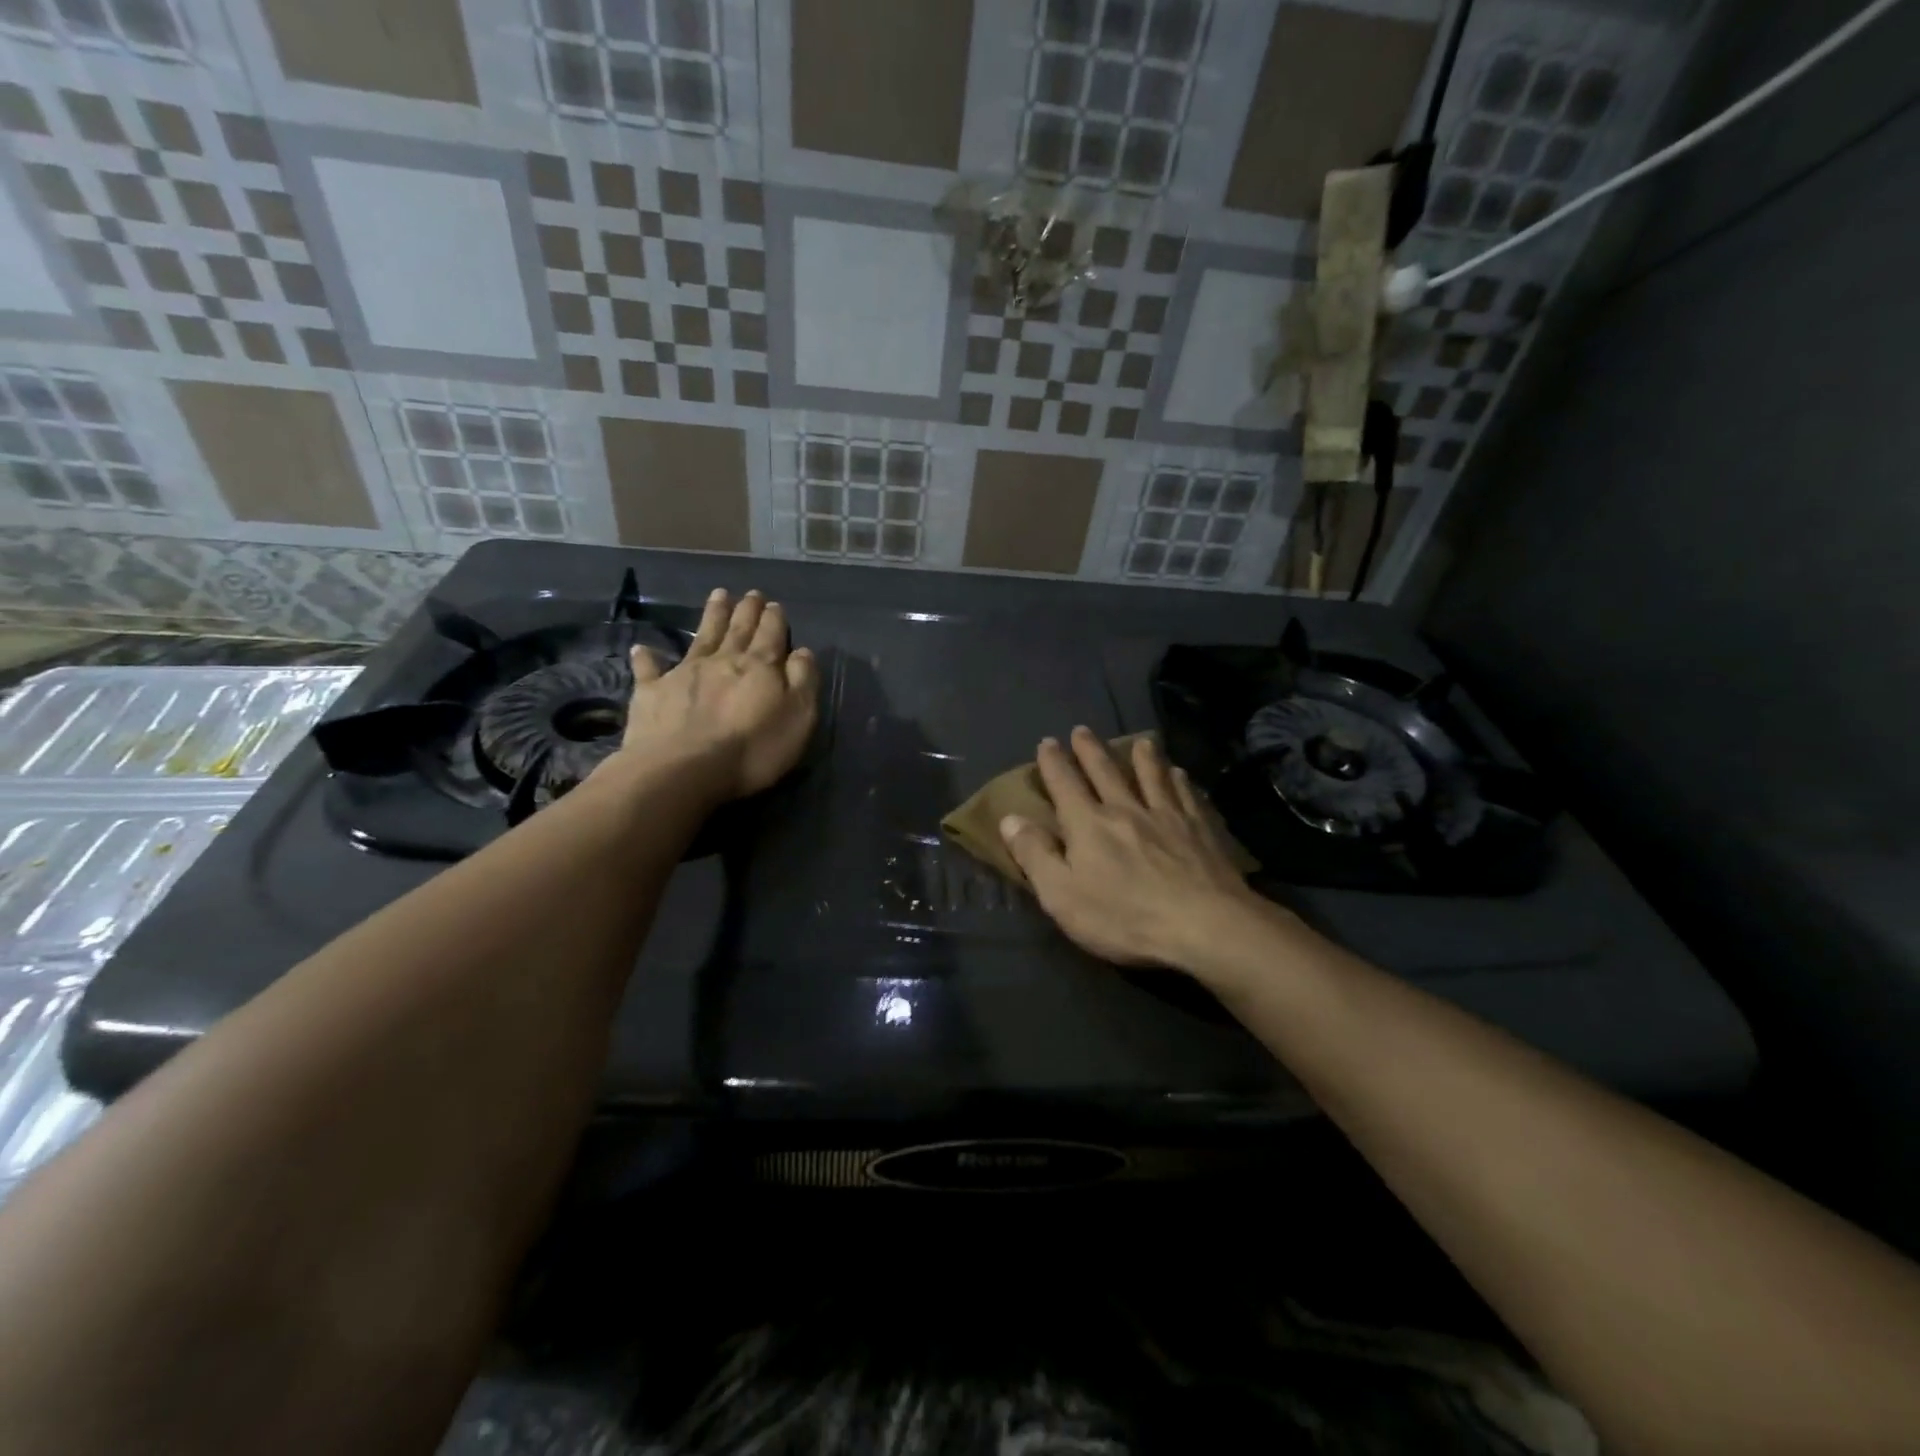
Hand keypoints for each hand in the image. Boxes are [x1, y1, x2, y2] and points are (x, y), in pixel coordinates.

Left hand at [620, 588, 818, 800]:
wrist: (684, 770)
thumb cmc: (752, 748)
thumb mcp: (798, 716)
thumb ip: (803, 680)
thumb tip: (802, 651)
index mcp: (759, 666)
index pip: (771, 634)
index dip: (774, 618)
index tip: (774, 604)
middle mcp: (722, 660)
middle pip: (738, 629)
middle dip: (746, 610)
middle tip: (751, 593)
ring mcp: (684, 673)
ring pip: (702, 637)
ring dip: (712, 616)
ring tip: (718, 595)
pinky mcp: (652, 693)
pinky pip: (649, 670)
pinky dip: (647, 658)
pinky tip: (642, 649)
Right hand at [999, 727, 1269, 972]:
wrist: (1205, 925)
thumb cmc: (1124, 917)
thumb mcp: (1062, 895)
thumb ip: (1035, 855)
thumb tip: (1009, 818)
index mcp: (1088, 824)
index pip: (1064, 784)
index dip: (1053, 762)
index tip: (1047, 743)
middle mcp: (1126, 808)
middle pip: (1106, 771)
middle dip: (1090, 749)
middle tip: (1082, 730)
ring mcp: (1167, 816)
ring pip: (1151, 776)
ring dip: (1142, 756)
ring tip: (1140, 741)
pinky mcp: (1200, 829)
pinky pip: (1186, 795)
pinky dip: (1179, 780)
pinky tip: (1180, 775)